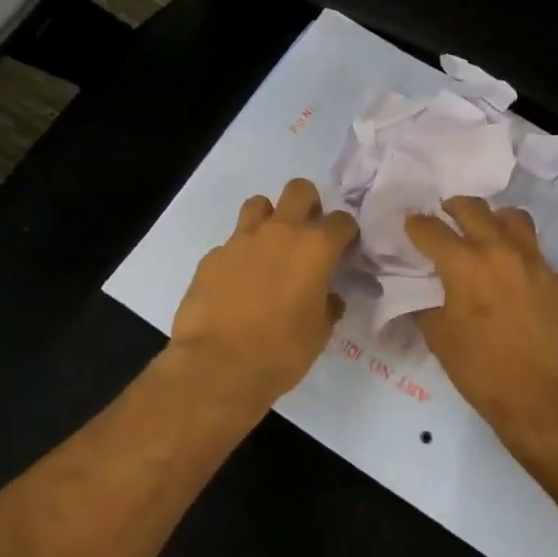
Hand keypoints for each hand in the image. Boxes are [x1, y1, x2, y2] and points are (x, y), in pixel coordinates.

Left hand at [169, 178, 358, 409]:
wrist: (217, 366)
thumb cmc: (281, 352)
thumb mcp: (319, 333)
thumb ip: (327, 305)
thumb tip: (327, 297)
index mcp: (314, 248)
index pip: (341, 221)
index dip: (346, 233)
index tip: (344, 248)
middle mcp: (279, 233)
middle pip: (299, 190)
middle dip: (308, 204)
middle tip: (307, 232)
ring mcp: (241, 241)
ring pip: (259, 204)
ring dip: (269, 219)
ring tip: (269, 248)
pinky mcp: (211, 257)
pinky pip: (231, 244)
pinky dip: (239, 256)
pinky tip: (238, 283)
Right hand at [406, 197, 557, 429]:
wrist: (549, 399)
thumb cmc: (484, 371)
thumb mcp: (440, 340)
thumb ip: (426, 306)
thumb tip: (422, 292)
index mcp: (465, 264)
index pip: (431, 229)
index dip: (416, 224)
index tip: (411, 223)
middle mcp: (500, 251)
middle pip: (473, 208)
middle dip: (453, 208)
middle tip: (446, 216)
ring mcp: (536, 262)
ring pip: (513, 218)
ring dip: (494, 220)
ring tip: (487, 233)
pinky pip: (536, 256)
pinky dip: (521, 258)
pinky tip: (517, 280)